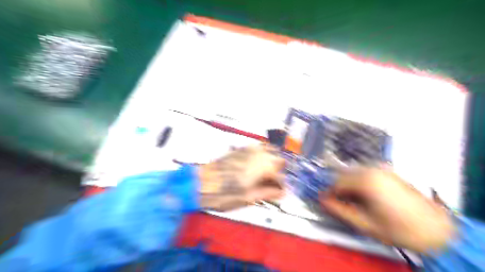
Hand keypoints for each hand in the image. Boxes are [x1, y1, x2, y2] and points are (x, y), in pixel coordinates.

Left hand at [199, 146, 285, 210]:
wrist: (201, 183)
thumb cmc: (224, 193)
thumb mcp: (249, 197)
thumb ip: (269, 193)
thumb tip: (281, 193)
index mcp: (264, 167)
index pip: (282, 177)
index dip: (281, 187)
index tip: (278, 193)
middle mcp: (260, 154)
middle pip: (279, 161)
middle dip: (278, 173)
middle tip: (271, 185)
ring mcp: (250, 149)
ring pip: (270, 152)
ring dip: (271, 163)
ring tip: (265, 177)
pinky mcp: (242, 148)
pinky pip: (259, 149)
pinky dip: (262, 157)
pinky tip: (256, 168)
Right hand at [321, 166, 454, 253]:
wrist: (435, 229)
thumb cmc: (397, 228)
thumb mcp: (364, 223)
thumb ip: (340, 210)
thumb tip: (322, 200)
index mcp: (365, 180)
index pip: (337, 182)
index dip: (330, 193)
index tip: (327, 202)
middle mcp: (372, 169)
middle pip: (345, 174)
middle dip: (339, 188)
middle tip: (340, 203)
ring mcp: (382, 169)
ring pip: (355, 173)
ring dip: (349, 185)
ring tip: (353, 201)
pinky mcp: (389, 172)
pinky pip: (366, 173)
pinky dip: (360, 182)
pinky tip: (366, 195)